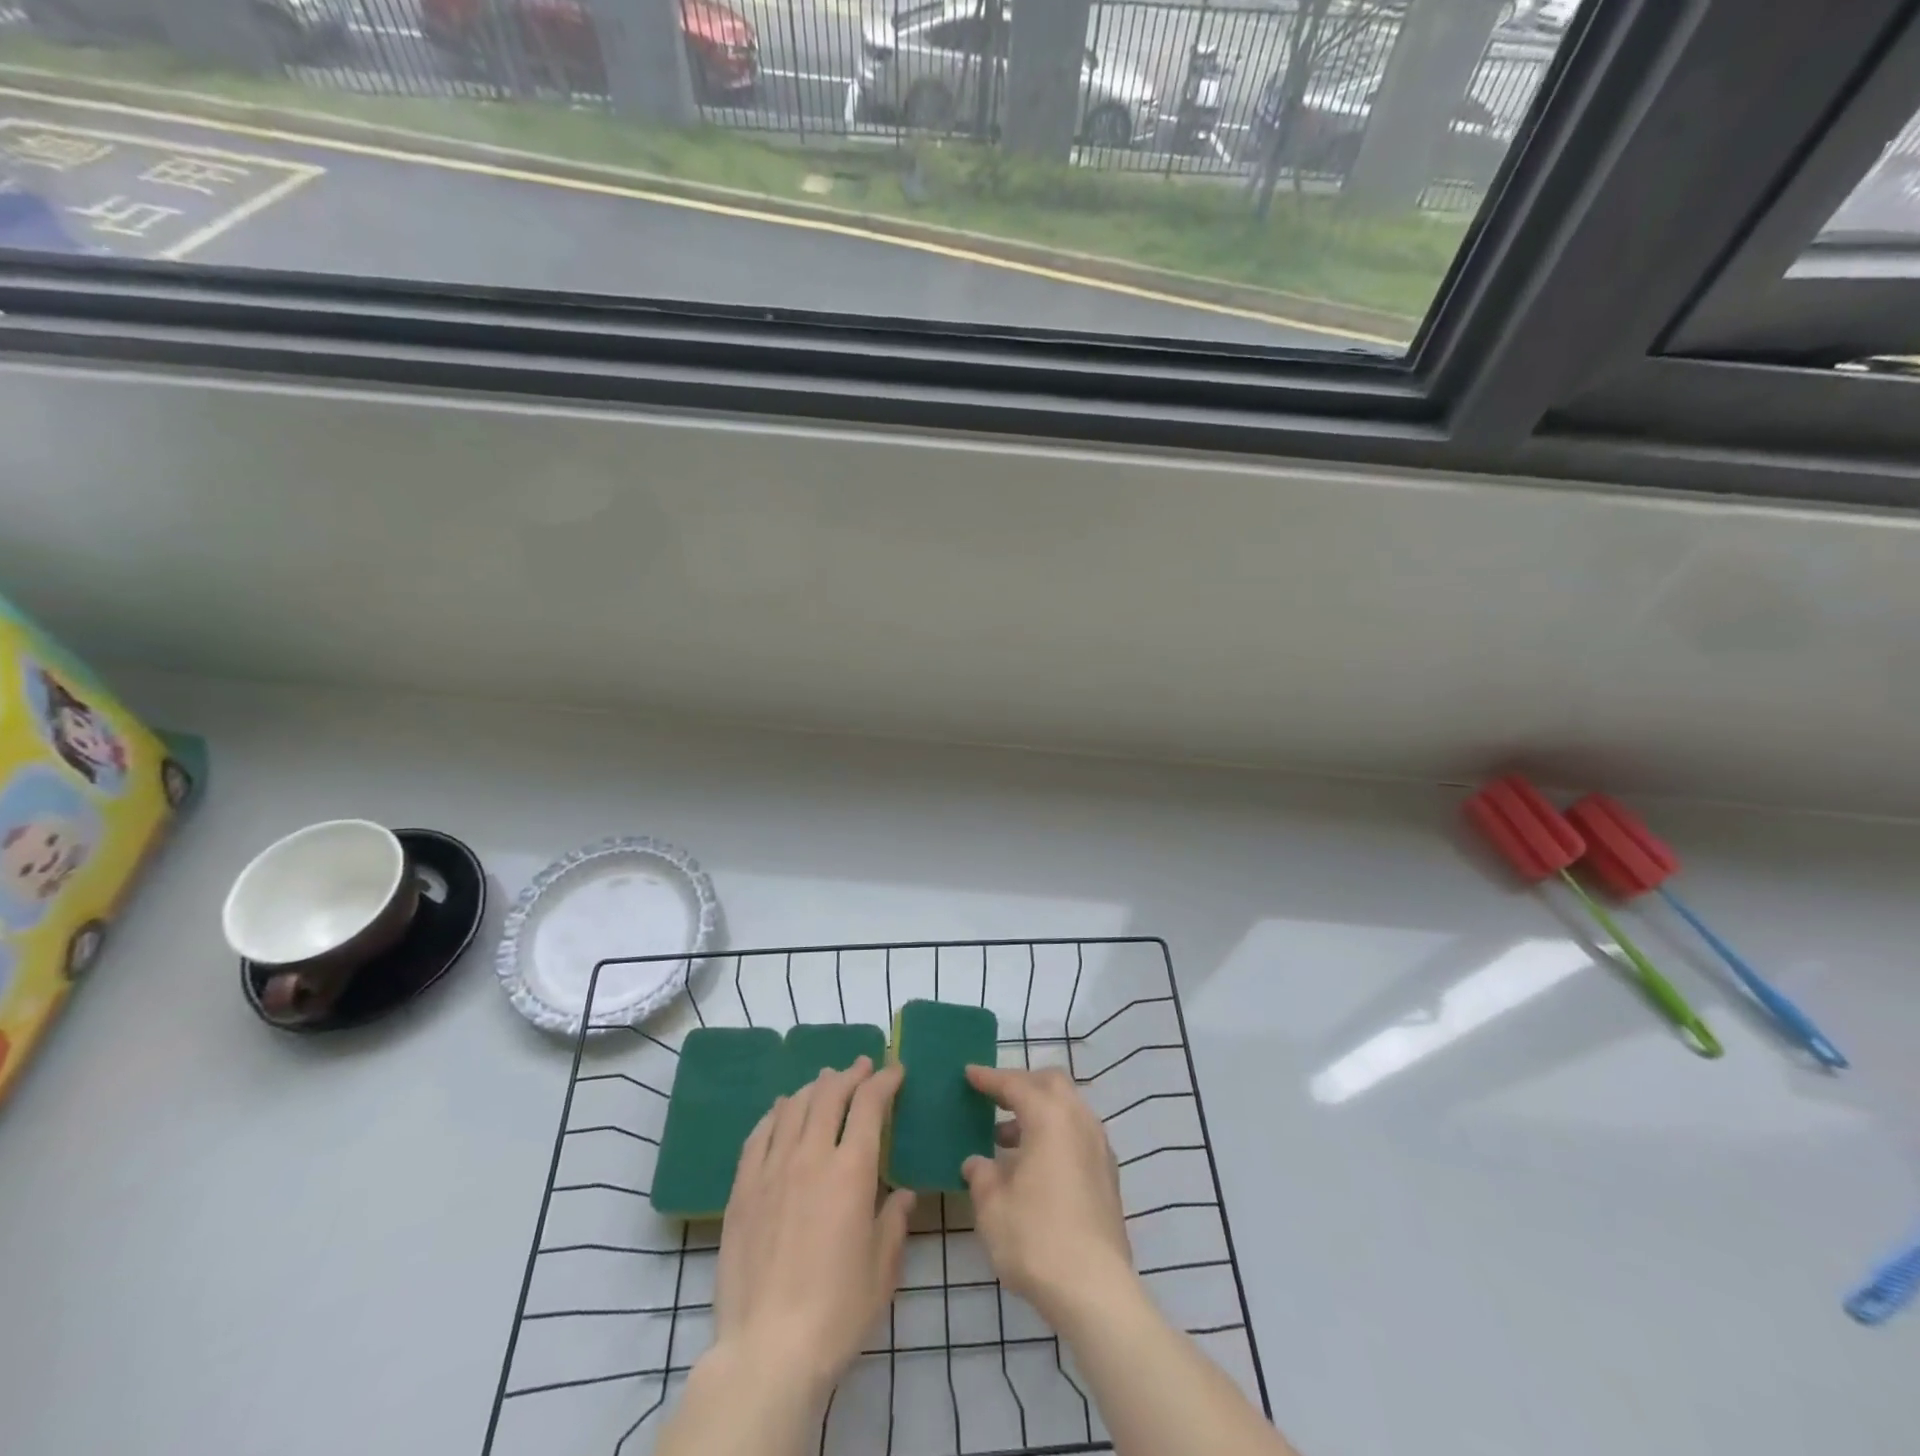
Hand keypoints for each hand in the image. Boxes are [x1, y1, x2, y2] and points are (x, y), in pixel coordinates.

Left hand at [711, 1058, 915, 1402]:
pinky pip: (758, 1134)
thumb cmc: (836, 1312)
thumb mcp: (882, 1269)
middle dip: (849, 1074)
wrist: (767, 1350)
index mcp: (851, 1171)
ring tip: (824, 1082)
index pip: (869, 1105)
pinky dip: (775, 1113)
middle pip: (829, 1095)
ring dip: (814, 1087)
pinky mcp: (742, 1189)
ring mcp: (772, 1169)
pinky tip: (781, 1110)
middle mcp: (811, 1156)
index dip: (884, 1081)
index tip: (894, 1071)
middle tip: (861, 1067)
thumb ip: (894, 1222)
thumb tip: (903, 1193)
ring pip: (793, 1106)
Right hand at [961, 1065, 1136, 1330]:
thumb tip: (977, 1163)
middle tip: (994, 1098)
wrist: (1095, 1290)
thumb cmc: (1036, 1238)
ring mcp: (1099, 1148)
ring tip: (1005, 1138)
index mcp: (1050, 1117)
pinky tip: (1034, 1165)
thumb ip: (982, 1175)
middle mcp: (1079, 1121)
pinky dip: (1054, 1134)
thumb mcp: (993, 1206)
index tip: (969, 1074)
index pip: (1015, 1084)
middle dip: (1022, 1084)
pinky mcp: (1108, 1176)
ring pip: (1068, 1109)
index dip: (989, 1078)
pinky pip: (1077, 1135)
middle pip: (1051, 1084)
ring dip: (1038, 1112)